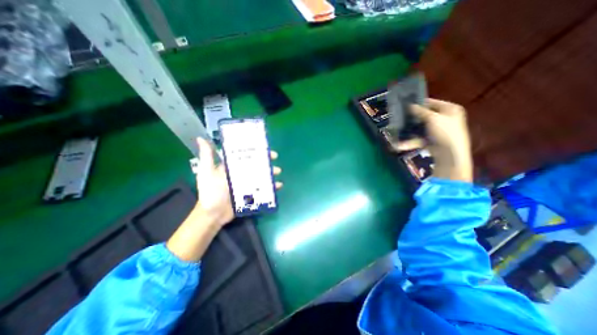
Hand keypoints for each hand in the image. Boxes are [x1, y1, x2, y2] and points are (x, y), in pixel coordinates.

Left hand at [166, 137, 282, 260]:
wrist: (213, 214)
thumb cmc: (210, 192)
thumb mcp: (207, 172)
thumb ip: (207, 157)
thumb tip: (201, 138)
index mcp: (232, 167)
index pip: (245, 156)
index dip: (255, 151)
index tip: (263, 147)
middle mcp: (240, 174)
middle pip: (256, 165)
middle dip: (266, 161)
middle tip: (274, 159)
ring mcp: (247, 184)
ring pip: (261, 176)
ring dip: (270, 173)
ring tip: (277, 172)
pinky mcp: (251, 194)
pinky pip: (263, 189)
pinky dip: (271, 187)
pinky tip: (278, 186)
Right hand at [396, 99, 473, 182]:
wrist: (450, 154)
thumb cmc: (445, 132)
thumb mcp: (433, 118)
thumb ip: (420, 111)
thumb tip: (409, 105)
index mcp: (450, 109)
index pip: (431, 102)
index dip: (418, 103)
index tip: (405, 105)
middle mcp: (444, 118)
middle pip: (424, 116)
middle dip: (412, 118)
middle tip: (400, 117)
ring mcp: (437, 131)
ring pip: (420, 128)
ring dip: (408, 130)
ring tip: (396, 130)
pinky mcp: (431, 140)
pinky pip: (418, 138)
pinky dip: (409, 142)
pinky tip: (398, 145)